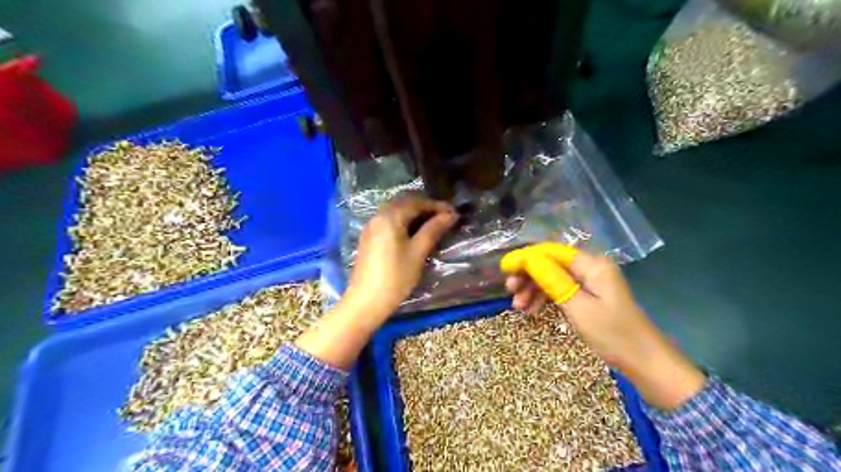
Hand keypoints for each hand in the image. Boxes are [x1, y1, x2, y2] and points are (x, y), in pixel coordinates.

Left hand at [344, 193, 456, 317]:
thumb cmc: (396, 276)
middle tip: (444, 217)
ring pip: (396, 211)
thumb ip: (433, 230)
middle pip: (405, 203)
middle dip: (425, 207)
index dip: (437, 206)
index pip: (417, 202)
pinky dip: (404, 221)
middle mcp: (378, 216)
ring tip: (432, 224)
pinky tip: (414, 233)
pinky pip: (389, 221)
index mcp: (390, 217)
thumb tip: (450, 214)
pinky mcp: (369, 238)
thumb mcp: (418, 252)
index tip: (454, 213)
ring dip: (415, 214)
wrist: (366, 300)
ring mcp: (371, 227)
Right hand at [501, 243, 703, 408]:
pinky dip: (545, 298)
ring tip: (518, 307)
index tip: (505, 270)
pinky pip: (560, 289)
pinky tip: (532, 310)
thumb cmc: (612, 334)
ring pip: (552, 277)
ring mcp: (589, 282)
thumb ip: (552, 280)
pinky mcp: (588, 295)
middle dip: (528, 275)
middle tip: (510, 291)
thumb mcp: (578, 307)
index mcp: (592, 264)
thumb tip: (527, 259)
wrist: (643, 361)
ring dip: (533, 289)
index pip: (551, 251)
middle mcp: (590, 267)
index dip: (526, 258)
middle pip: (551, 263)